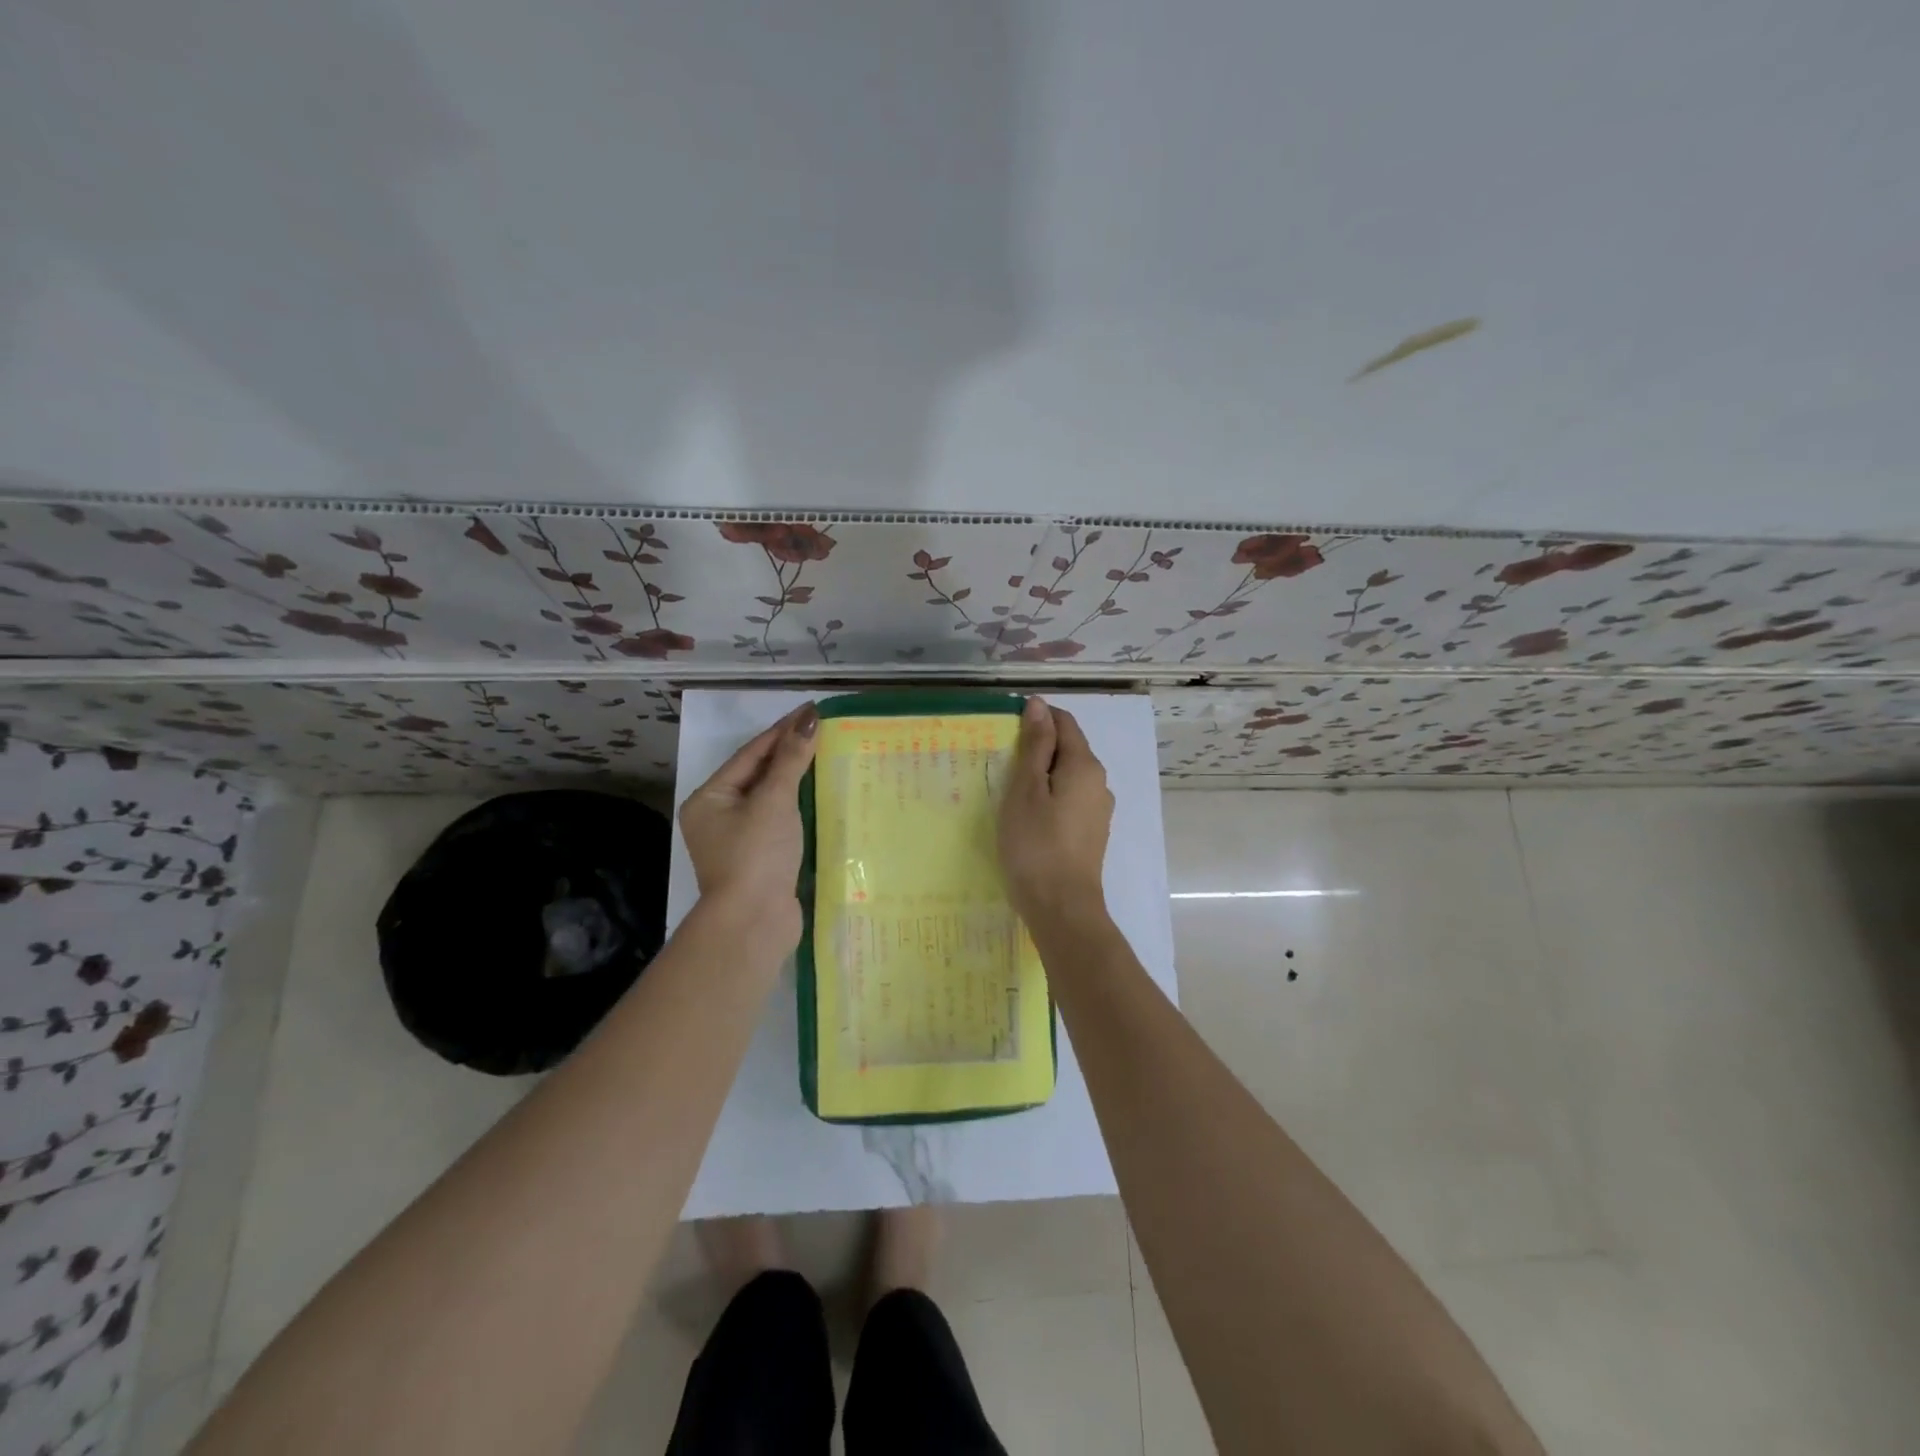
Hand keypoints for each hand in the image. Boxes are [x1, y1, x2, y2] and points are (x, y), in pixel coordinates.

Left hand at [679, 703, 817, 943]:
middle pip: (757, 775)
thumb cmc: (756, 855)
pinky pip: (780, 821)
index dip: (782, 730)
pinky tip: (821, 797)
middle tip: (823, 731)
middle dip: (789, 753)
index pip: (750, 754)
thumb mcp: (774, 801)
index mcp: (709, 799)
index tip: (812, 711)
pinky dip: (798, 807)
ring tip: (826, 757)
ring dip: (796, 780)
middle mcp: (718, 817)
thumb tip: (809, 719)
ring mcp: (738, 841)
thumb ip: (791, 759)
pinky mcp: (760, 860)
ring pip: (770, 799)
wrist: (753, 923)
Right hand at [998, 698, 1114, 928]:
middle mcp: (1099, 783)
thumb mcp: (1026, 789)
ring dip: (1042, 775)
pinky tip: (1028, 816)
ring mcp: (1098, 810)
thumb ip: (1035, 745)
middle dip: (1038, 748)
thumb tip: (1039, 705)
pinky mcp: (1091, 833)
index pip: (1064, 722)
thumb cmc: (1036, 844)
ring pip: (1068, 777)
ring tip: (1009, 791)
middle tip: (1001, 763)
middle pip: (1068, 749)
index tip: (1005, 730)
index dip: (1036, 718)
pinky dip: (1049, 797)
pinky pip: (1069, 800)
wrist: (1062, 908)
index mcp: (1085, 766)